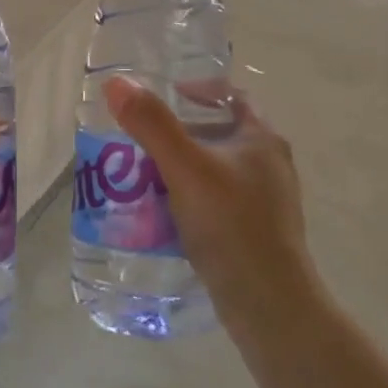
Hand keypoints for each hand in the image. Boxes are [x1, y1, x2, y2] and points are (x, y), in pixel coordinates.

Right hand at [102, 76, 322, 334]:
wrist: (269, 304)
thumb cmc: (231, 224)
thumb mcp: (185, 168)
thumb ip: (152, 124)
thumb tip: (117, 83)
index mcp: (262, 139)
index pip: (232, 97)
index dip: (199, 90)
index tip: (163, 95)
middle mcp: (270, 165)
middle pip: (220, 133)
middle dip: (180, 132)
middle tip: (141, 138)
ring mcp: (266, 202)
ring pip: (216, 170)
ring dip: (182, 168)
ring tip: (142, 175)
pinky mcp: (255, 233)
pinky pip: (216, 202)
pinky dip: (189, 199)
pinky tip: (162, 214)